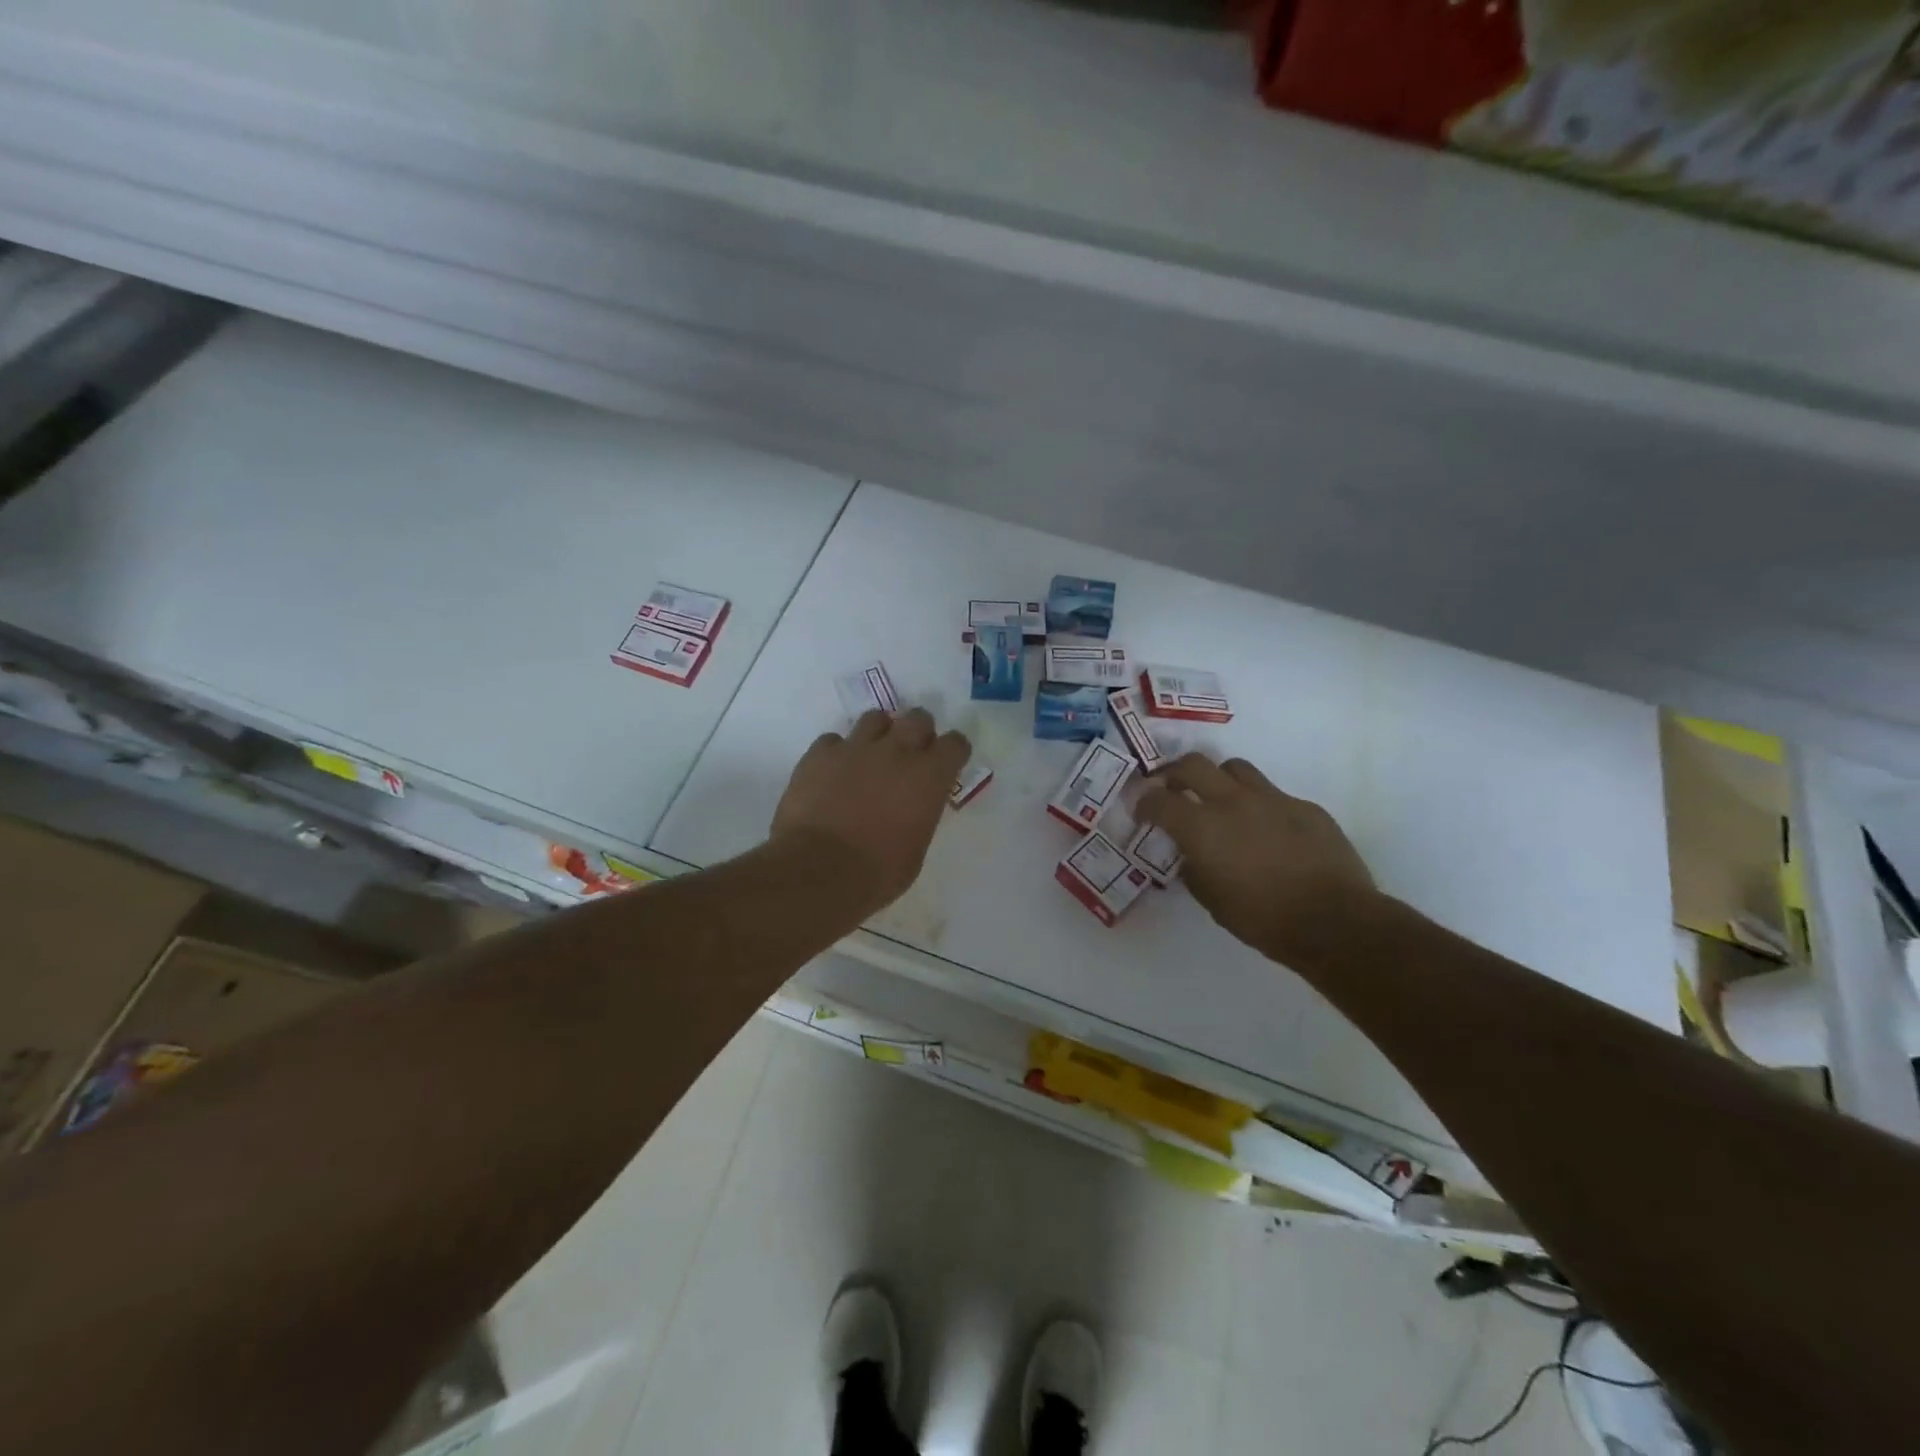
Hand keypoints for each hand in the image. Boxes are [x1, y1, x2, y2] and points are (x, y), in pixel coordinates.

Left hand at [772, 708, 971, 911]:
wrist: (818, 871)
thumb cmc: (877, 873)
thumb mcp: (916, 849)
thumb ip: (920, 815)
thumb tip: (912, 808)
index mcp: (929, 777)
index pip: (955, 744)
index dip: (953, 752)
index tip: (947, 764)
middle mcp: (897, 752)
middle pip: (918, 718)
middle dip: (919, 732)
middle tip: (910, 754)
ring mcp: (855, 748)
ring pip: (875, 718)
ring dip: (879, 734)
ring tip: (870, 756)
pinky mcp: (820, 754)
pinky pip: (833, 740)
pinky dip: (837, 753)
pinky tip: (833, 772)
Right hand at [1136, 753, 1379, 966]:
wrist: (1335, 921)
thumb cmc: (1264, 919)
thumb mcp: (1212, 901)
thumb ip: (1194, 869)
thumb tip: (1191, 855)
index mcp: (1202, 828)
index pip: (1159, 800)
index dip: (1144, 803)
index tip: (1143, 812)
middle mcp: (1232, 802)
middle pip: (1193, 764)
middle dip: (1174, 773)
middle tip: (1172, 789)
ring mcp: (1272, 799)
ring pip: (1235, 768)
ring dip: (1219, 780)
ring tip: (1220, 800)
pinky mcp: (1305, 806)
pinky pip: (1273, 795)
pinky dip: (1259, 806)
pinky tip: (1268, 831)